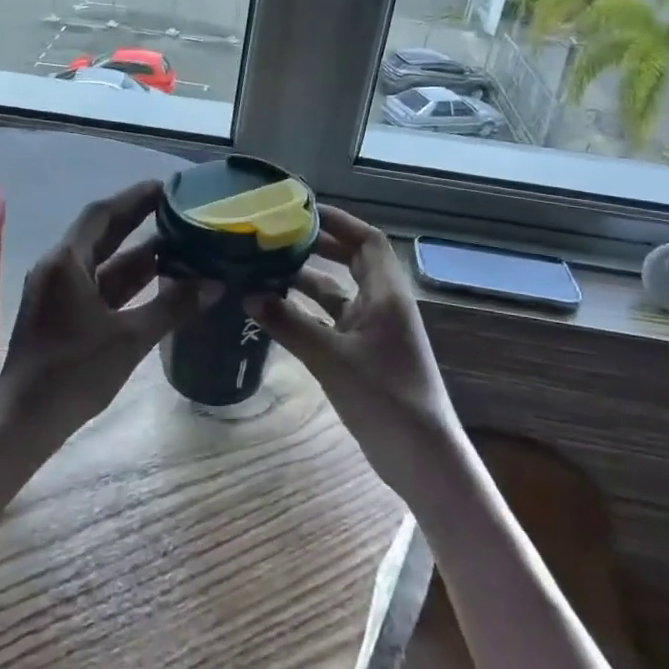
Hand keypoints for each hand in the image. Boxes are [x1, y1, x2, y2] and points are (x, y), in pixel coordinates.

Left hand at [0, 181, 206, 439]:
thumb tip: (215, 284)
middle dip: (139, 221)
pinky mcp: (61, 315)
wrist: (26, 421)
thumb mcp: (129, 339)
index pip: (103, 214)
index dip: (135, 198)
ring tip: (180, 243)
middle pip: (102, 234)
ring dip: (137, 254)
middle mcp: (58, 268)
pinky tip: (157, 282)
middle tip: (179, 210)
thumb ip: (173, 307)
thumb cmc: (74, 373)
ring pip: (102, 263)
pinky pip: (98, 286)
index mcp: (66, 262)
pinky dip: (126, 281)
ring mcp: (57, 293)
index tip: (168, 188)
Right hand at [247, 206, 458, 485]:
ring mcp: (374, 332)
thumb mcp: (331, 358)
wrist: (421, 458)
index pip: (366, 240)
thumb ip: (289, 324)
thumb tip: (247, 295)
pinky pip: (332, 320)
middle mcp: (382, 306)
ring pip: (338, 293)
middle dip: (317, 246)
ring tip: (266, 268)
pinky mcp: (364, 355)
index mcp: (387, 295)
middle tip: (276, 236)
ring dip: (307, 280)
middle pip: (352, 261)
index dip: (338, 221)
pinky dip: (307, 312)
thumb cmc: (384, 398)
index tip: (301, 210)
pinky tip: (276, 312)